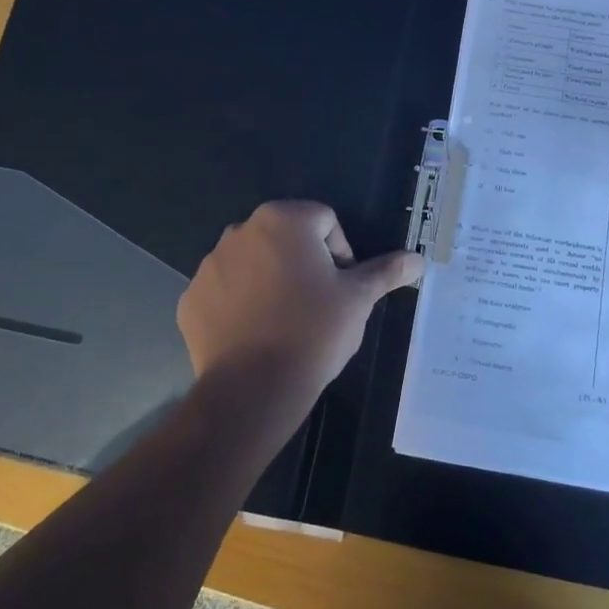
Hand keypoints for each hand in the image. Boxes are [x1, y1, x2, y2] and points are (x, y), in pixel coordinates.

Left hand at [177, 202, 422, 429]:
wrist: (253, 389)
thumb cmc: (313, 331)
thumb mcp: (358, 299)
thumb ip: (386, 271)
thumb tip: (418, 260)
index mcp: (283, 219)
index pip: (324, 221)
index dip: (340, 253)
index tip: (342, 289)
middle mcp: (241, 230)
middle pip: (286, 238)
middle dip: (303, 263)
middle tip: (316, 305)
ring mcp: (210, 264)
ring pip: (253, 262)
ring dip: (270, 280)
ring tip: (285, 322)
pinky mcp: (190, 298)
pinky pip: (224, 291)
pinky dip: (239, 305)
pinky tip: (255, 335)